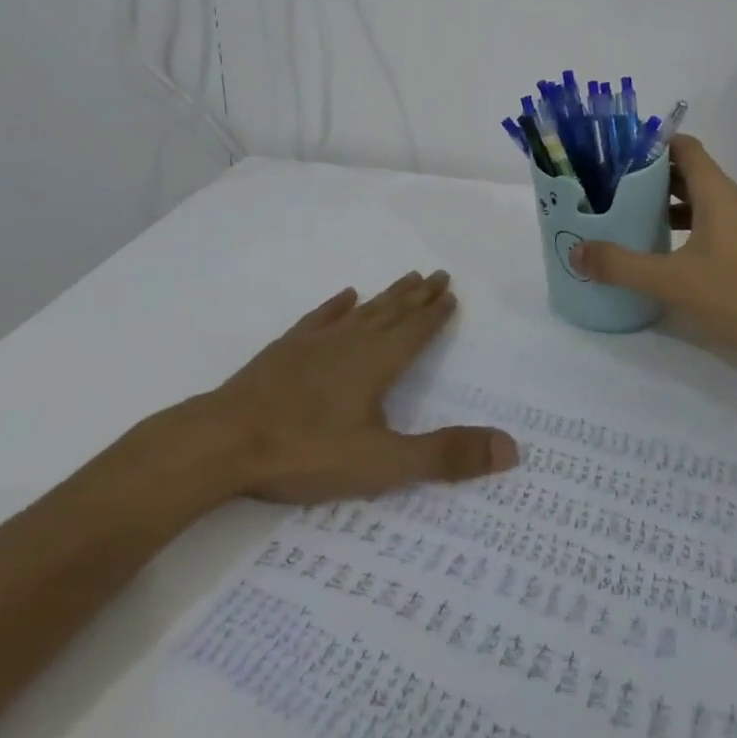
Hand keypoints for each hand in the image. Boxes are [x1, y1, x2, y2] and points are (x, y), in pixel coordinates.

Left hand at [188, 270, 518, 504]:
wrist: (225, 440)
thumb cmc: (306, 451)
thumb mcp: (382, 463)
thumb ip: (445, 455)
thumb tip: (511, 448)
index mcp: (378, 363)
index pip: (416, 331)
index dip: (436, 314)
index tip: (451, 292)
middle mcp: (352, 342)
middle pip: (393, 312)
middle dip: (418, 296)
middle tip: (437, 274)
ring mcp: (316, 342)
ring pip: (363, 311)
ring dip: (387, 295)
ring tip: (406, 278)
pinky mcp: (286, 348)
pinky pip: (321, 318)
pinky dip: (337, 306)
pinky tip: (345, 295)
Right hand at [571, 135, 736, 374]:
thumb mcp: (673, 282)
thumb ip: (622, 265)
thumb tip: (576, 250)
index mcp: (718, 193)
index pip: (684, 147)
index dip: (651, 145)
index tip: (617, 154)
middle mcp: (735, 199)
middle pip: (690, 172)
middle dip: (652, 176)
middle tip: (614, 187)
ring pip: (704, 199)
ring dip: (670, 203)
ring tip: (634, 217)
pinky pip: (716, 222)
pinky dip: (690, 225)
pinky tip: (670, 252)